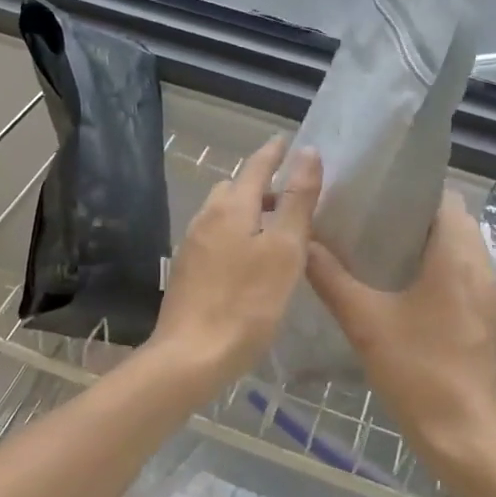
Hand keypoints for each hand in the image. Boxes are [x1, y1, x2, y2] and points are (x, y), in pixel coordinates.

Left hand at [148, 137, 321, 387]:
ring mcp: (192, 245)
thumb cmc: (247, 302)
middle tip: (290, 196)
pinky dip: (236, 235)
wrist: (191, 355)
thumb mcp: (284, 250)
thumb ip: (297, 201)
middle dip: (261, 185)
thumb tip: (308, 152)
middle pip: (235, 189)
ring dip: (247, 212)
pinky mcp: (187, 271)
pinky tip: (249, 262)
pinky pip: (215, 238)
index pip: (256, 166)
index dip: (274, 153)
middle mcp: (206, 218)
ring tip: (274, 231)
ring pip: (222, 215)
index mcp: (231, 207)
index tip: (287, 141)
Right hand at [305, 190, 495, 482]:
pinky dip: (443, 273)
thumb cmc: (418, 370)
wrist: (466, 436)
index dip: (412, 192)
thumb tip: (303, 243)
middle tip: (372, 224)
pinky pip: (467, 278)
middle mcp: (483, 268)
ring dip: (431, 246)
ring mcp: (491, 296)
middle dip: (417, 219)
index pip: (444, 199)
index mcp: (457, 257)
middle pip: (454, 223)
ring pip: (463, 251)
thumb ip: (331, 279)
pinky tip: (408, 293)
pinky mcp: (491, 320)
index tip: (376, 197)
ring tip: (384, 254)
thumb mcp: (365, 322)